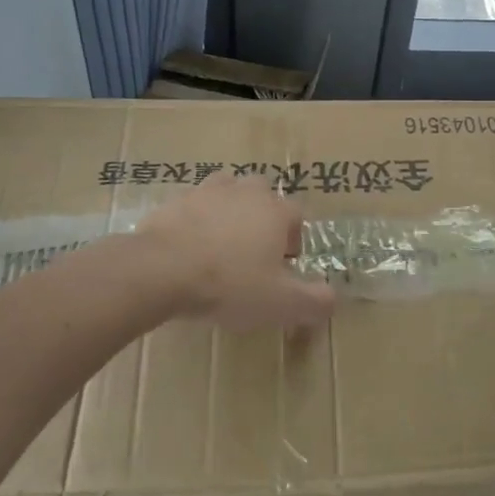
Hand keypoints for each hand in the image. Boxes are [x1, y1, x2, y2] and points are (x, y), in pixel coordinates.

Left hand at [136, 175, 335, 330]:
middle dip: (263, 218)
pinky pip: (193, 207)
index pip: (297, 216)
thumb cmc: (229, 284)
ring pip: (227, 193)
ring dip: (229, 213)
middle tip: (253, 254)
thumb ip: (314, 302)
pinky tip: (188, 249)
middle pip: (263, 196)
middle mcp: (245, 192)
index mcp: (275, 211)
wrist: (160, 270)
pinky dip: (195, 222)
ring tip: (221, 246)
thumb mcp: (280, 304)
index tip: (284, 267)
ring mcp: (207, 192)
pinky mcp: (175, 200)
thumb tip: (334, 299)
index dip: (294, 240)